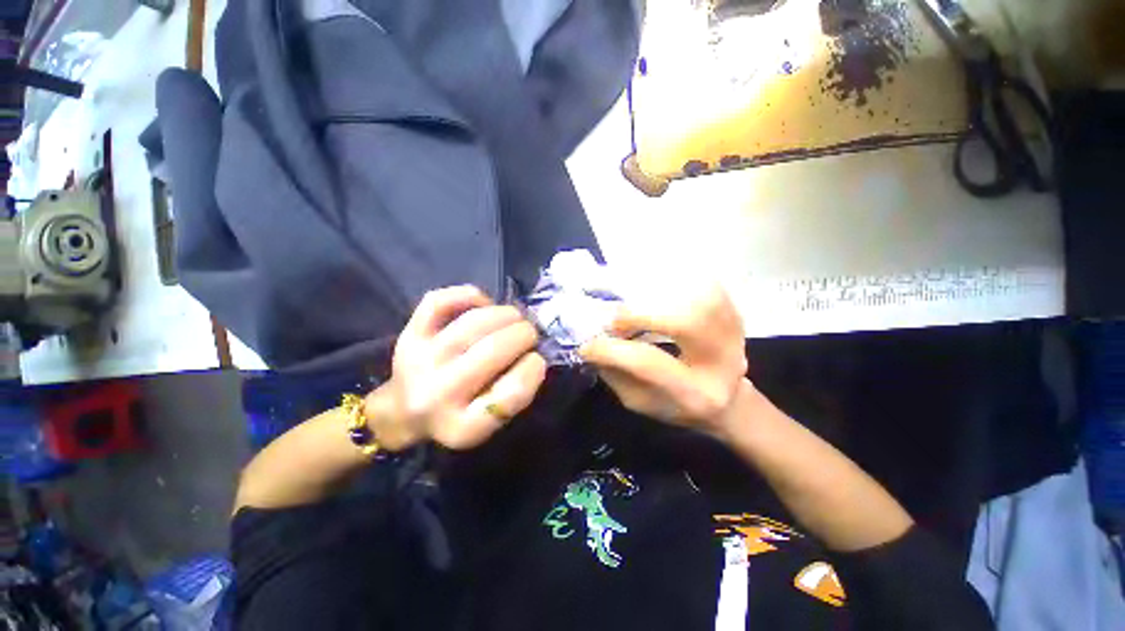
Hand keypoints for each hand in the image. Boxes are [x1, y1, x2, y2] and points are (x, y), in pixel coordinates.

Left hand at [367, 286, 546, 450]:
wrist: (405, 411)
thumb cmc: (459, 415)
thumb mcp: (491, 422)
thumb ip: (515, 393)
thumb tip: (534, 352)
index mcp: (463, 428)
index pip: (512, 392)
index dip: (534, 369)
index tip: (537, 360)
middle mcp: (437, 395)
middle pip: (494, 350)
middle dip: (524, 334)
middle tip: (530, 334)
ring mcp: (419, 360)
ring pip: (474, 322)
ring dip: (506, 314)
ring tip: (514, 319)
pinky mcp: (409, 335)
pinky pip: (440, 302)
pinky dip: (469, 296)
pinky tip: (484, 304)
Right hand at [579, 285, 747, 436]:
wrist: (727, 397)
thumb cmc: (677, 404)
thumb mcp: (640, 401)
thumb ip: (616, 374)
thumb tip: (591, 341)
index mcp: (696, 393)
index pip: (648, 363)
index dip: (610, 350)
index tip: (586, 346)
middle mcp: (722, 359)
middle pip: (685, 320)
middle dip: (639, 313)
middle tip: (615, 319)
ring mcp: (734, 330)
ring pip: (697, 293)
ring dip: (655, 290)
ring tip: (629, 298)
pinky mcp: (733, 309)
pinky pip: (702, 281)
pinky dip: (673, 277)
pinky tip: (652, 284)